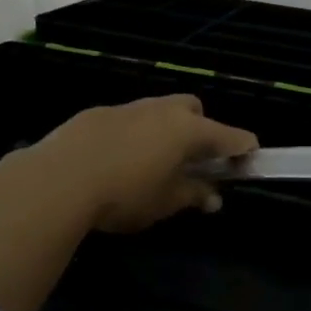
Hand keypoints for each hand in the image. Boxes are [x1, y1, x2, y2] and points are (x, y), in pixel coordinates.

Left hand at [14, 95, 257, 233]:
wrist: (60, 177)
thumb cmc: (124, 193)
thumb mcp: (164, 203)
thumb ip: (192, 195)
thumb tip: (213, 197)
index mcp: (188, 130)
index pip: (230, 135)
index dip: (243, 148)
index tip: (249, 158)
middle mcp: (164, 110)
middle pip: (194, 109)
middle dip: (200, 129)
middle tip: (192, 160)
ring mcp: (131, 107)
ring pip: (159, 110)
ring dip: (164, 130)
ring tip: (151, 162)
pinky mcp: (100, 113)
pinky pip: (129, 119)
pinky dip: (133, 134)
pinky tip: (115, 159)